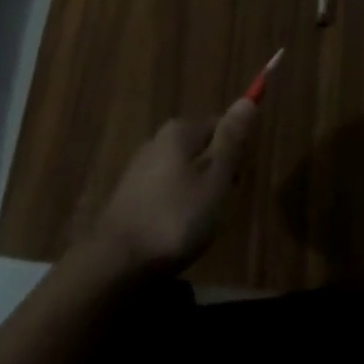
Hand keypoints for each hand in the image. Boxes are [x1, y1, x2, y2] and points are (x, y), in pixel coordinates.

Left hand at [88, 100, 258, 275]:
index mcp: (180, 131)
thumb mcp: (214, 180)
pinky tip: (175, 231)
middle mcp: (157, 140)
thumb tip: (247, 100)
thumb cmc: (175, 219)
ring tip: (197, 225)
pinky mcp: (129, 195)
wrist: (116, 262)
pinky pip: (165, 190)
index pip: (219, 125)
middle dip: (215, 174)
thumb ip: (231, 142)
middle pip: (200, 148)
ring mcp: (140, 168)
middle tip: (217, 208)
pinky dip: (176, 206)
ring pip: (183, 171)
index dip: (234, 153)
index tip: (235, 184)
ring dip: (196, 192)